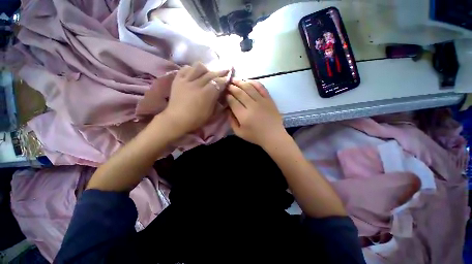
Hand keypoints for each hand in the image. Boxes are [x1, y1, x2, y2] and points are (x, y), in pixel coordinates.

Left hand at [162, 62, 229, 135]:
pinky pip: (185, 69)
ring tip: (208, 72)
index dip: (225, 79)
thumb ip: (218, 102)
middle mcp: (197, 84)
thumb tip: (222, 94)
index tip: (229, 77)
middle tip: (226, 70)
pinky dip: (192, 69)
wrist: (177, 119)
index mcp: (206, 94)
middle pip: (210, 74)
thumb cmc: (196, 119)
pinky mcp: (177, 80)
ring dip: (206, 69)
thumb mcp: (211, 113)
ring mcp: (186, 81)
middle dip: (220, 72)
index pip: (218, 82)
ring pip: (198, 67)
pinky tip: (194, 73)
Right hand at [226, 80, 286, 147]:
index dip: (227, 96)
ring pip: (249, 87)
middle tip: (227, 84)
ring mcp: (261, 101)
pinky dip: (254, 82)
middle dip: (232, 87)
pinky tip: (248, 81)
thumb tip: (227, 109)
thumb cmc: (255, 136)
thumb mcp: (239, 133)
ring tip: (234, 79)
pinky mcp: (269, 99)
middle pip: (240, 92)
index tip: (224, 93)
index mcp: (243, 115)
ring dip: (240, 82)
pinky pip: (261, 87)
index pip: (232, 101)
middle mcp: (252, 106)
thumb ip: (231, 121)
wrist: (273, 136)